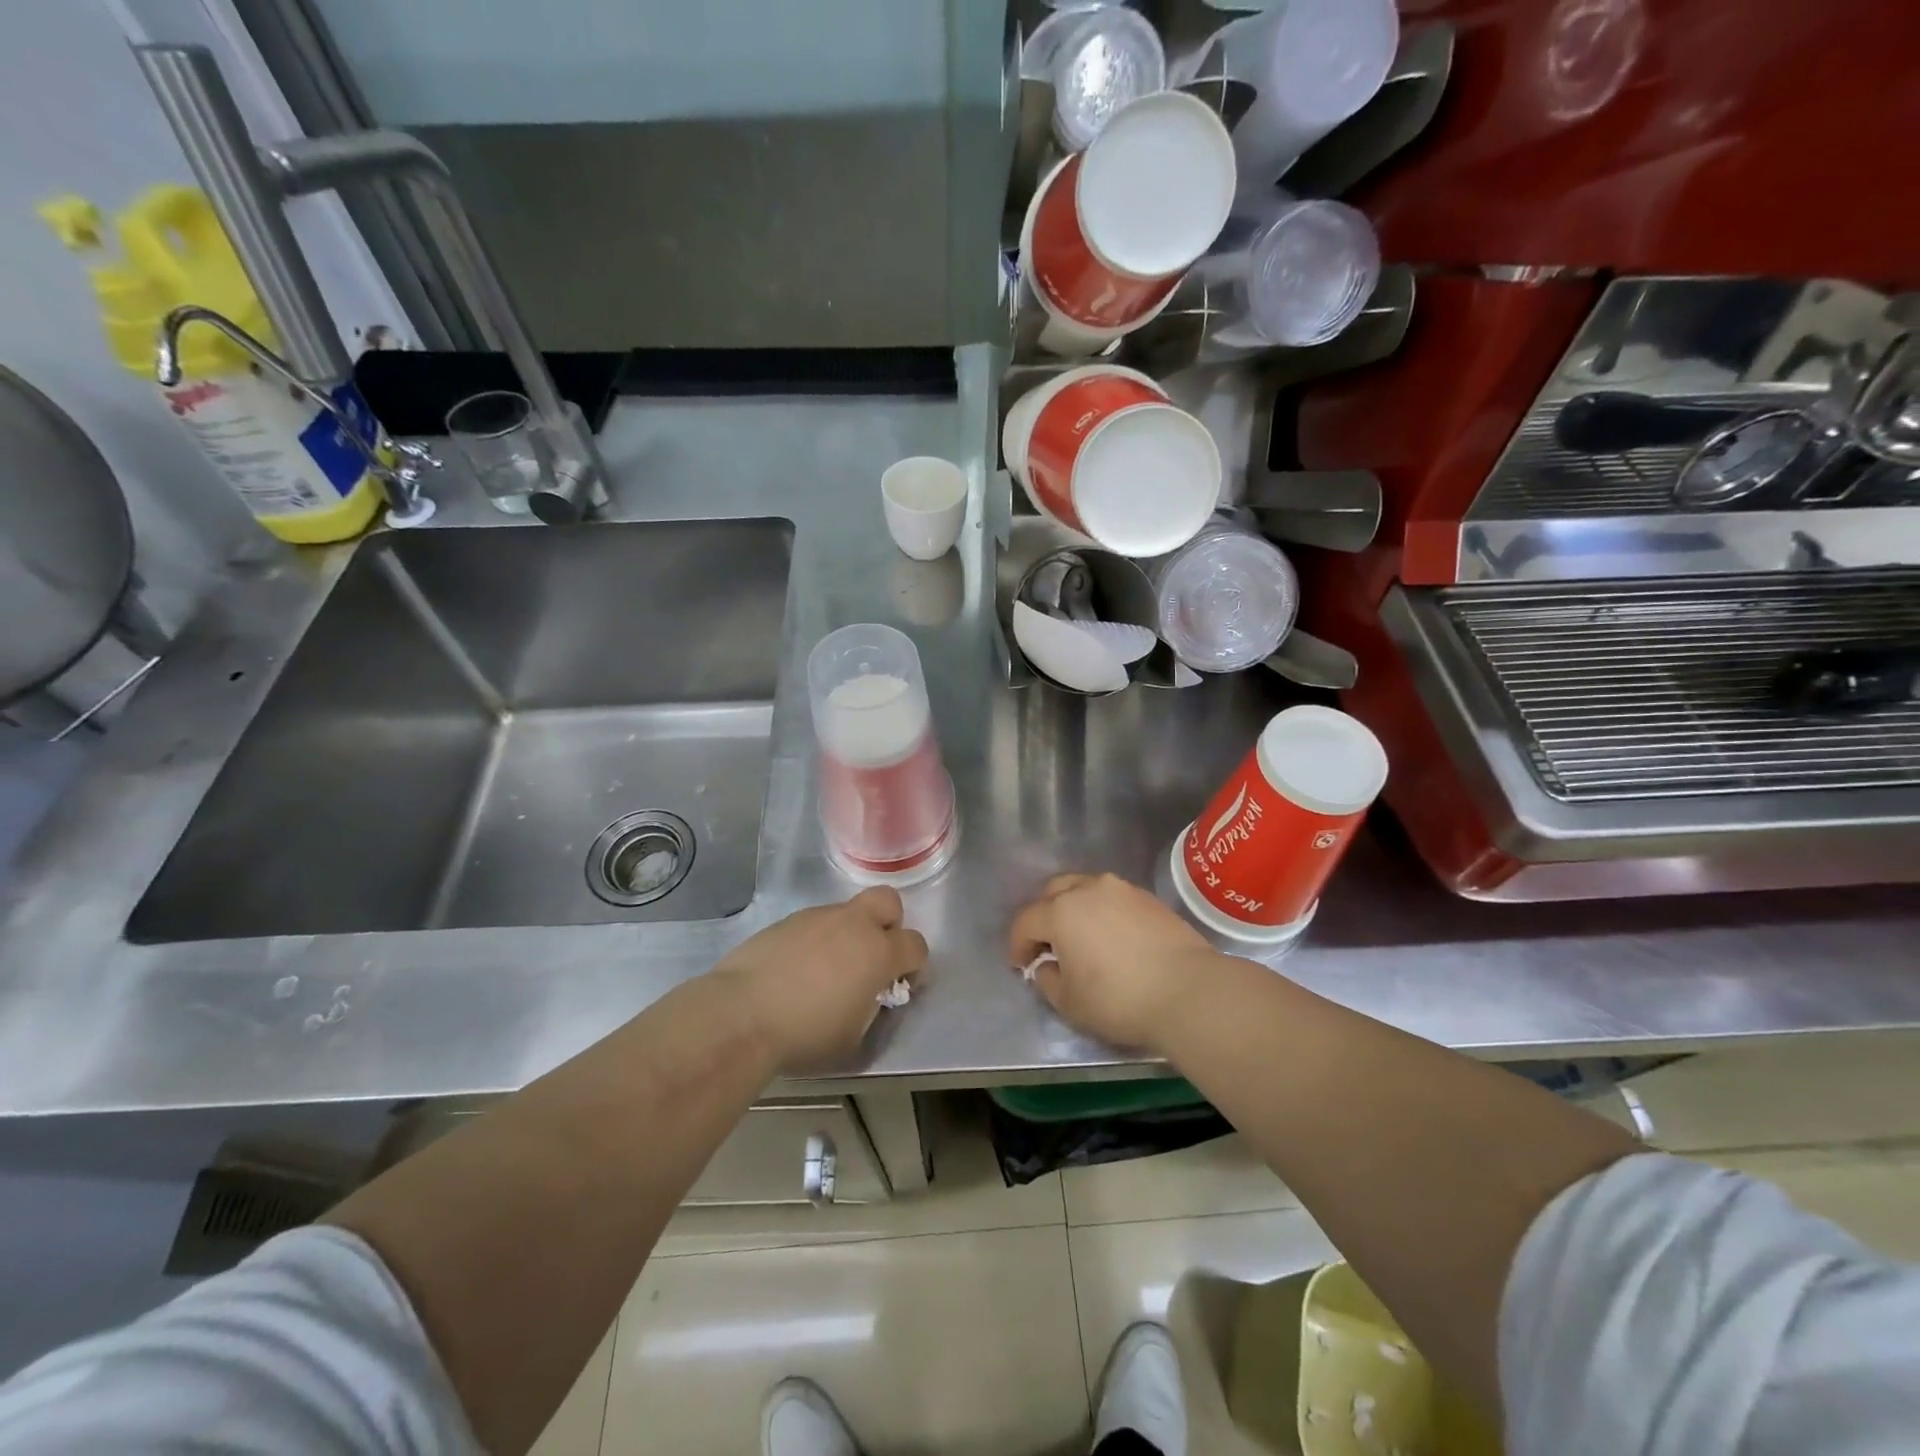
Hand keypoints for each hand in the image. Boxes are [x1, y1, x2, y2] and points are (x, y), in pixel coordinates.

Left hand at [709, 887, 927, 1071]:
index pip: (916, 945)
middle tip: (873, 957)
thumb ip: (871, 1006)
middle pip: (888, 902)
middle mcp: (853, 924)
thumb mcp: (853, 1035)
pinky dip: (816, 941)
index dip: (916, 966)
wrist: (741, 1015)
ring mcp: (817, 918)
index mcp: (878, 953)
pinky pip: (814, 924)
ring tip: (825, 971)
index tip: (902, 985)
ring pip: (847, 912)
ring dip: (848, 934)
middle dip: (889, 924)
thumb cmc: (805, 1033)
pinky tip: (796, 970)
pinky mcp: (787, 921)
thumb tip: (868, 994)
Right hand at [1008, 873, 1220, 1054]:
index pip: (1026, 921)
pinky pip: (1112, 898)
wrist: (1189, 991)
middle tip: (1047, 945)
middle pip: (1053, 892)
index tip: (1019, 965)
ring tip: (1080, 937)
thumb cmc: (1120, 999)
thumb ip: (1047, 980)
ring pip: (1085, 888)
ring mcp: (1121, 889)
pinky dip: (1102, 911)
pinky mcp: (1148, 898)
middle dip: (1043, 916)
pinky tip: (1110, 937)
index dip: (1017, 944)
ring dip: (1074, 908)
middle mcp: (1088, 889)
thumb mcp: (1069, 1003)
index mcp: (1061, 911)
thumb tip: (1047, 965)